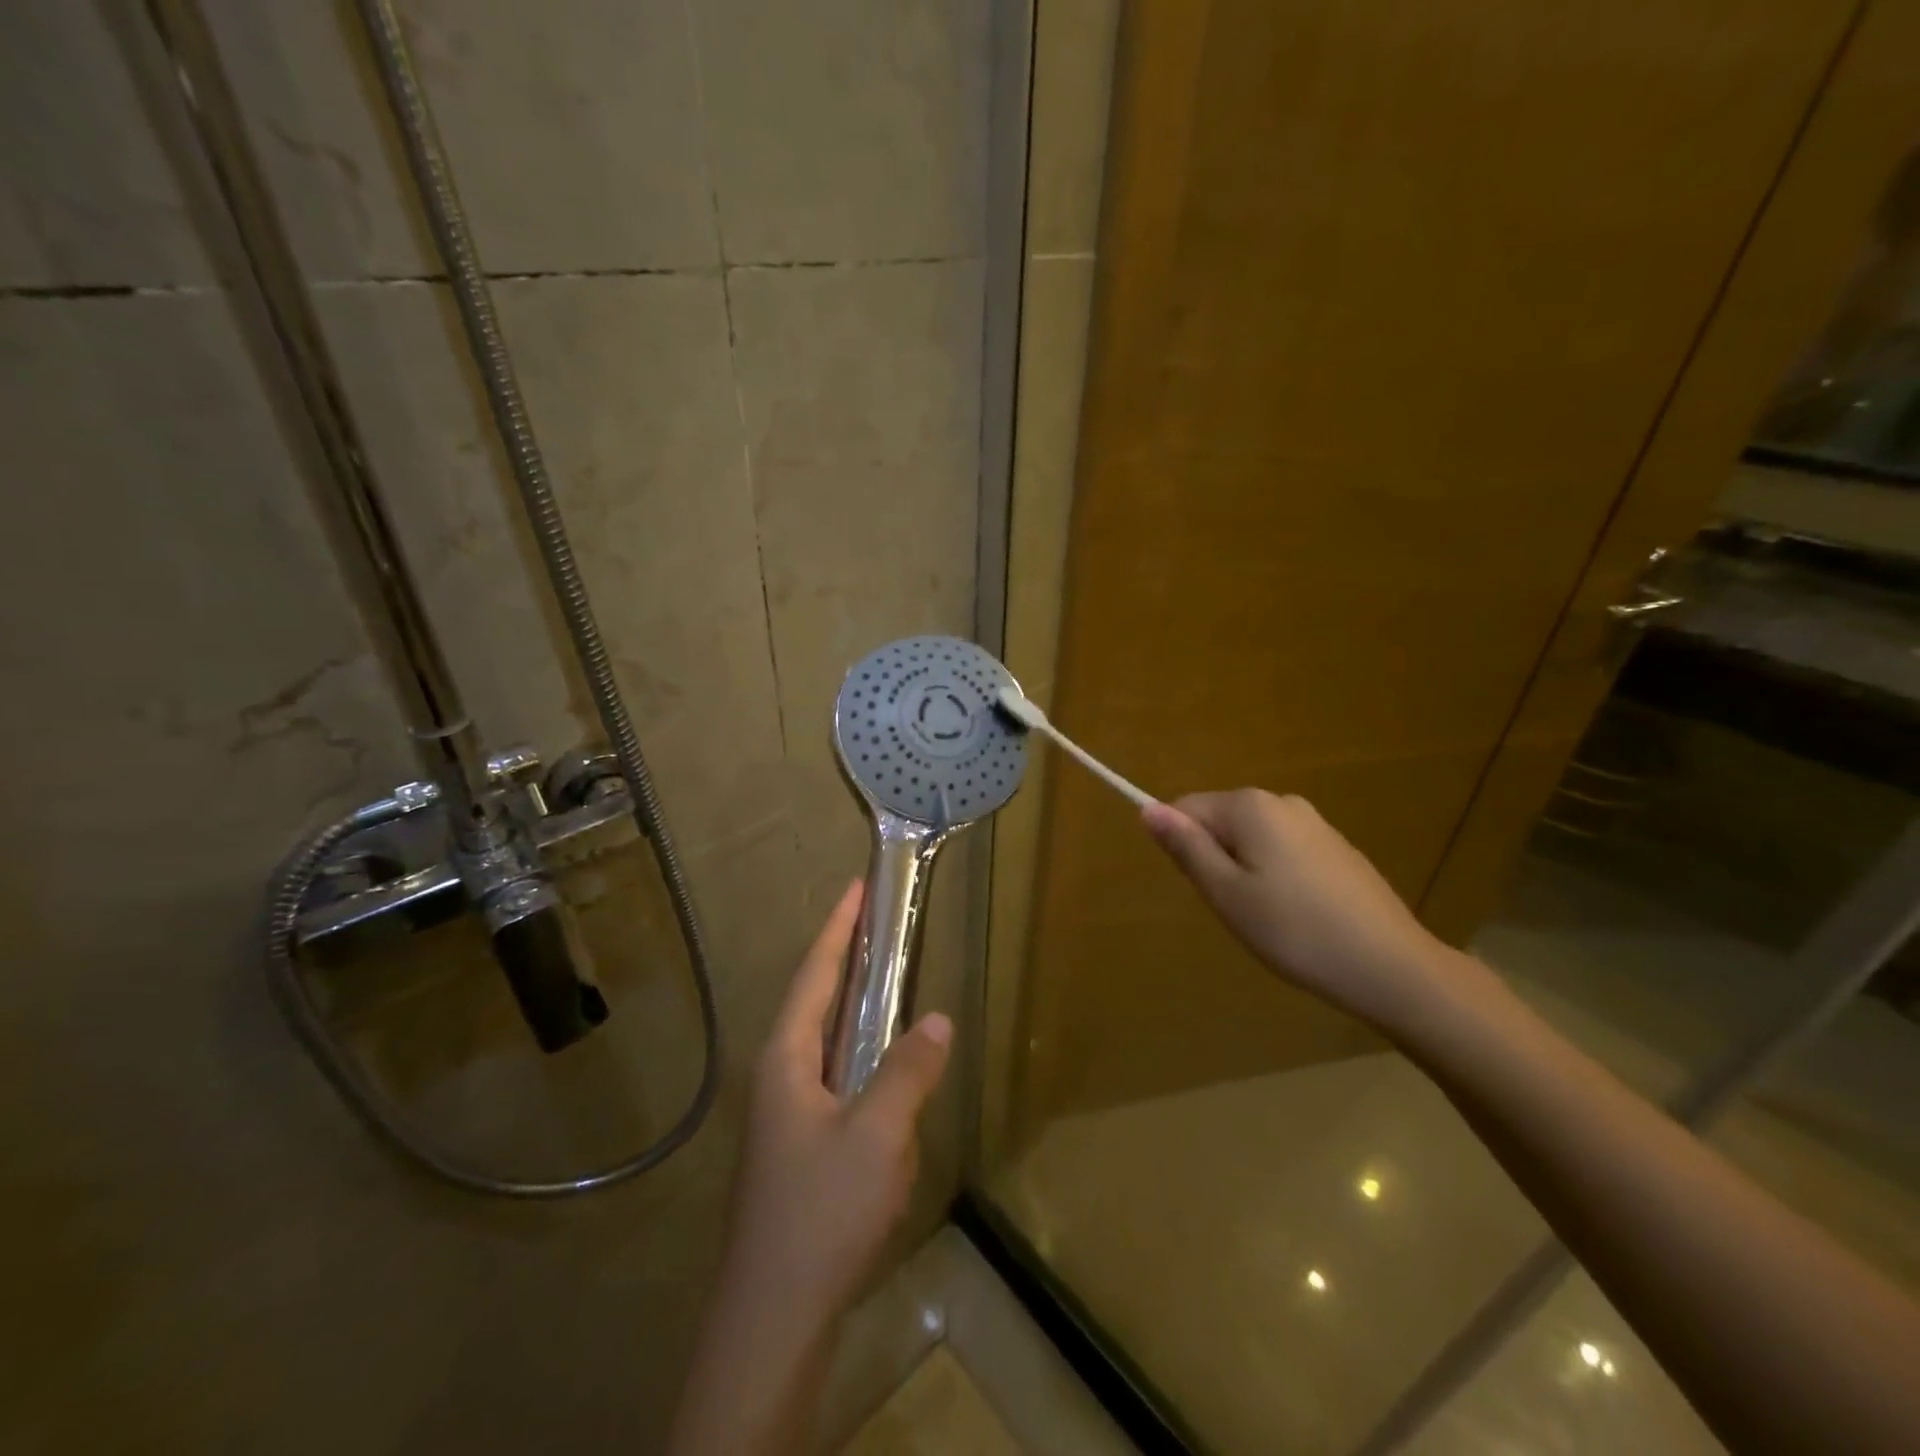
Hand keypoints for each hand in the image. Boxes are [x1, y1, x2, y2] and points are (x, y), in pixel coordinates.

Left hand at [720, 880, 952, 1336]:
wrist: (774, 1316)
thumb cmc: (821, 1212)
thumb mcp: (878, 1134)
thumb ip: (909, 1070)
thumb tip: (938, 1018)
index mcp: (786, 1057)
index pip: (815, 973)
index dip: (838, 927)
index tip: (857, 886)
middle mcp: (779, 1075)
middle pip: (817, 1001)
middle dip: (849, 962)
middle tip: (884, 927)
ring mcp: (786, 1114)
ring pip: (828, 1044)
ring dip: (858, 1013)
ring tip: (892, 987)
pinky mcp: (801, 1147)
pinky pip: (837, 1083)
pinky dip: (864, 1062)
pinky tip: (890, 1077)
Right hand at [1142, 789, 1463, 1033]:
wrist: (1391, 967)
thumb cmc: (1295, 931)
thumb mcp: (1226, 893)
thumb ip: (1186, 848)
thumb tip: (1147, 809)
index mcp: (1250, 806)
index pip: (1186, 808)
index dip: (1183, 848)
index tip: (1205, 889)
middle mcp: (1282, 801)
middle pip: (1221, 821)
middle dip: (1215, 860)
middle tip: (1235, 909)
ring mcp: (1316, 823)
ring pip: (1253, 840)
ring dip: (1245, 872)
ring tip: (1268, 918)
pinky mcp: (1338, 849)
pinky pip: (1285, 852)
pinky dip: (1278, 878)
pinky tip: (1298, 917)